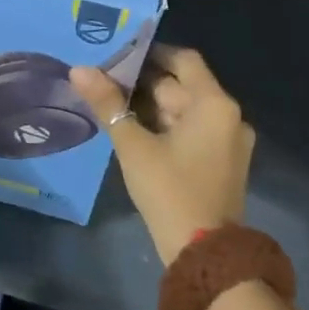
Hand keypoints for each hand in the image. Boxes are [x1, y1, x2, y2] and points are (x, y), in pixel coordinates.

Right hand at [70, 47, 254, 265]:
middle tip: (104, 82)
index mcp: (214, 104)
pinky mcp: (221, 162)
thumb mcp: (133, 145)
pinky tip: (132, 130)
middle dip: (143, 82)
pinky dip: (164, 125)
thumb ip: (107, 104)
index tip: (118, 56)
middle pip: (182, 85)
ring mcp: (228, 141)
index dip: (150, 53)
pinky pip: (191, 130)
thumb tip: (79, 69)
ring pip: (184, 109)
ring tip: (111, 104)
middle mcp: (228, 116)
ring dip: (151, 105)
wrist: (204, 256)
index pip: (183, 59)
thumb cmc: (170, 191)